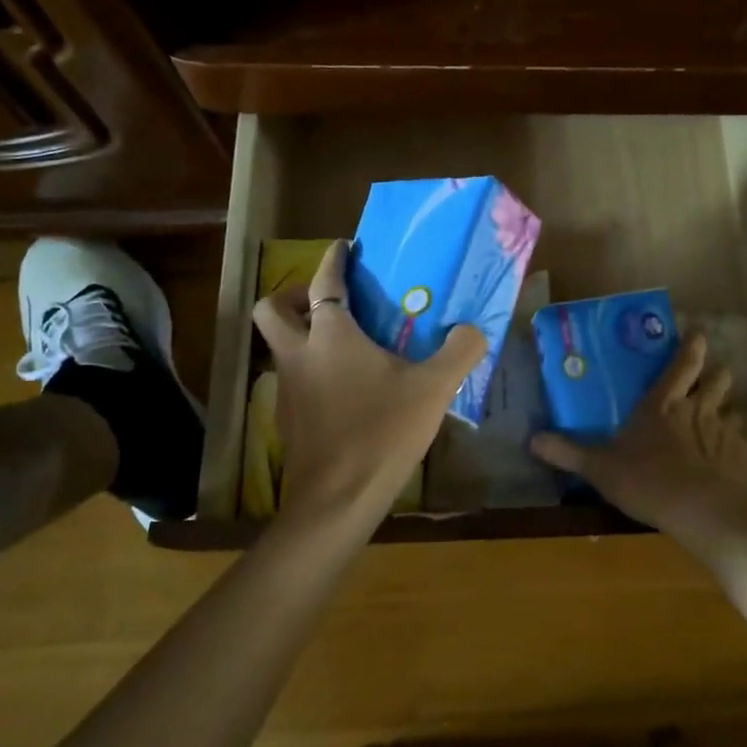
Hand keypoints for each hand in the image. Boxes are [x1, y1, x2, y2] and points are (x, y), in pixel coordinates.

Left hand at [253, 240, 485, 529]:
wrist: (338, 498)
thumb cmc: (383, 431)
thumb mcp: (434, 388)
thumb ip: (460, 352)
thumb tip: (473, 329)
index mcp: (330, 336)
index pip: (323, 282)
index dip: (332, 260)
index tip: (343, 248)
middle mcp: (299, 354)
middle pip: (272, 309)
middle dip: (292, 296)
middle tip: (327, 301)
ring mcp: (287, 388)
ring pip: (279, 346)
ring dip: (301, 335)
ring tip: (342, 344)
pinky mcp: (287, 419)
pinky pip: (292, 378)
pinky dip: (309, 371)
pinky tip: (343, 389)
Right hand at [528, 335, 746, 548]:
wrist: (702, 512)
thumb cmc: (647, 480)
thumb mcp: (599, 468)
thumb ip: (568, 452)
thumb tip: (532, 439)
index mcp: (664, 403)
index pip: (683, 363)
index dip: (692, 345)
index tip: (698, 333)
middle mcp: (699, 409)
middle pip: (718, 379)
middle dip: (716, 374)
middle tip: (712, 378)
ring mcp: (726, 432)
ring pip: (735, 410)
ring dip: (729, 413)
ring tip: (722, 424)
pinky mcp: (744, 459)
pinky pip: (744, 447)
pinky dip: (738, 451)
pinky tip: (730, 465)